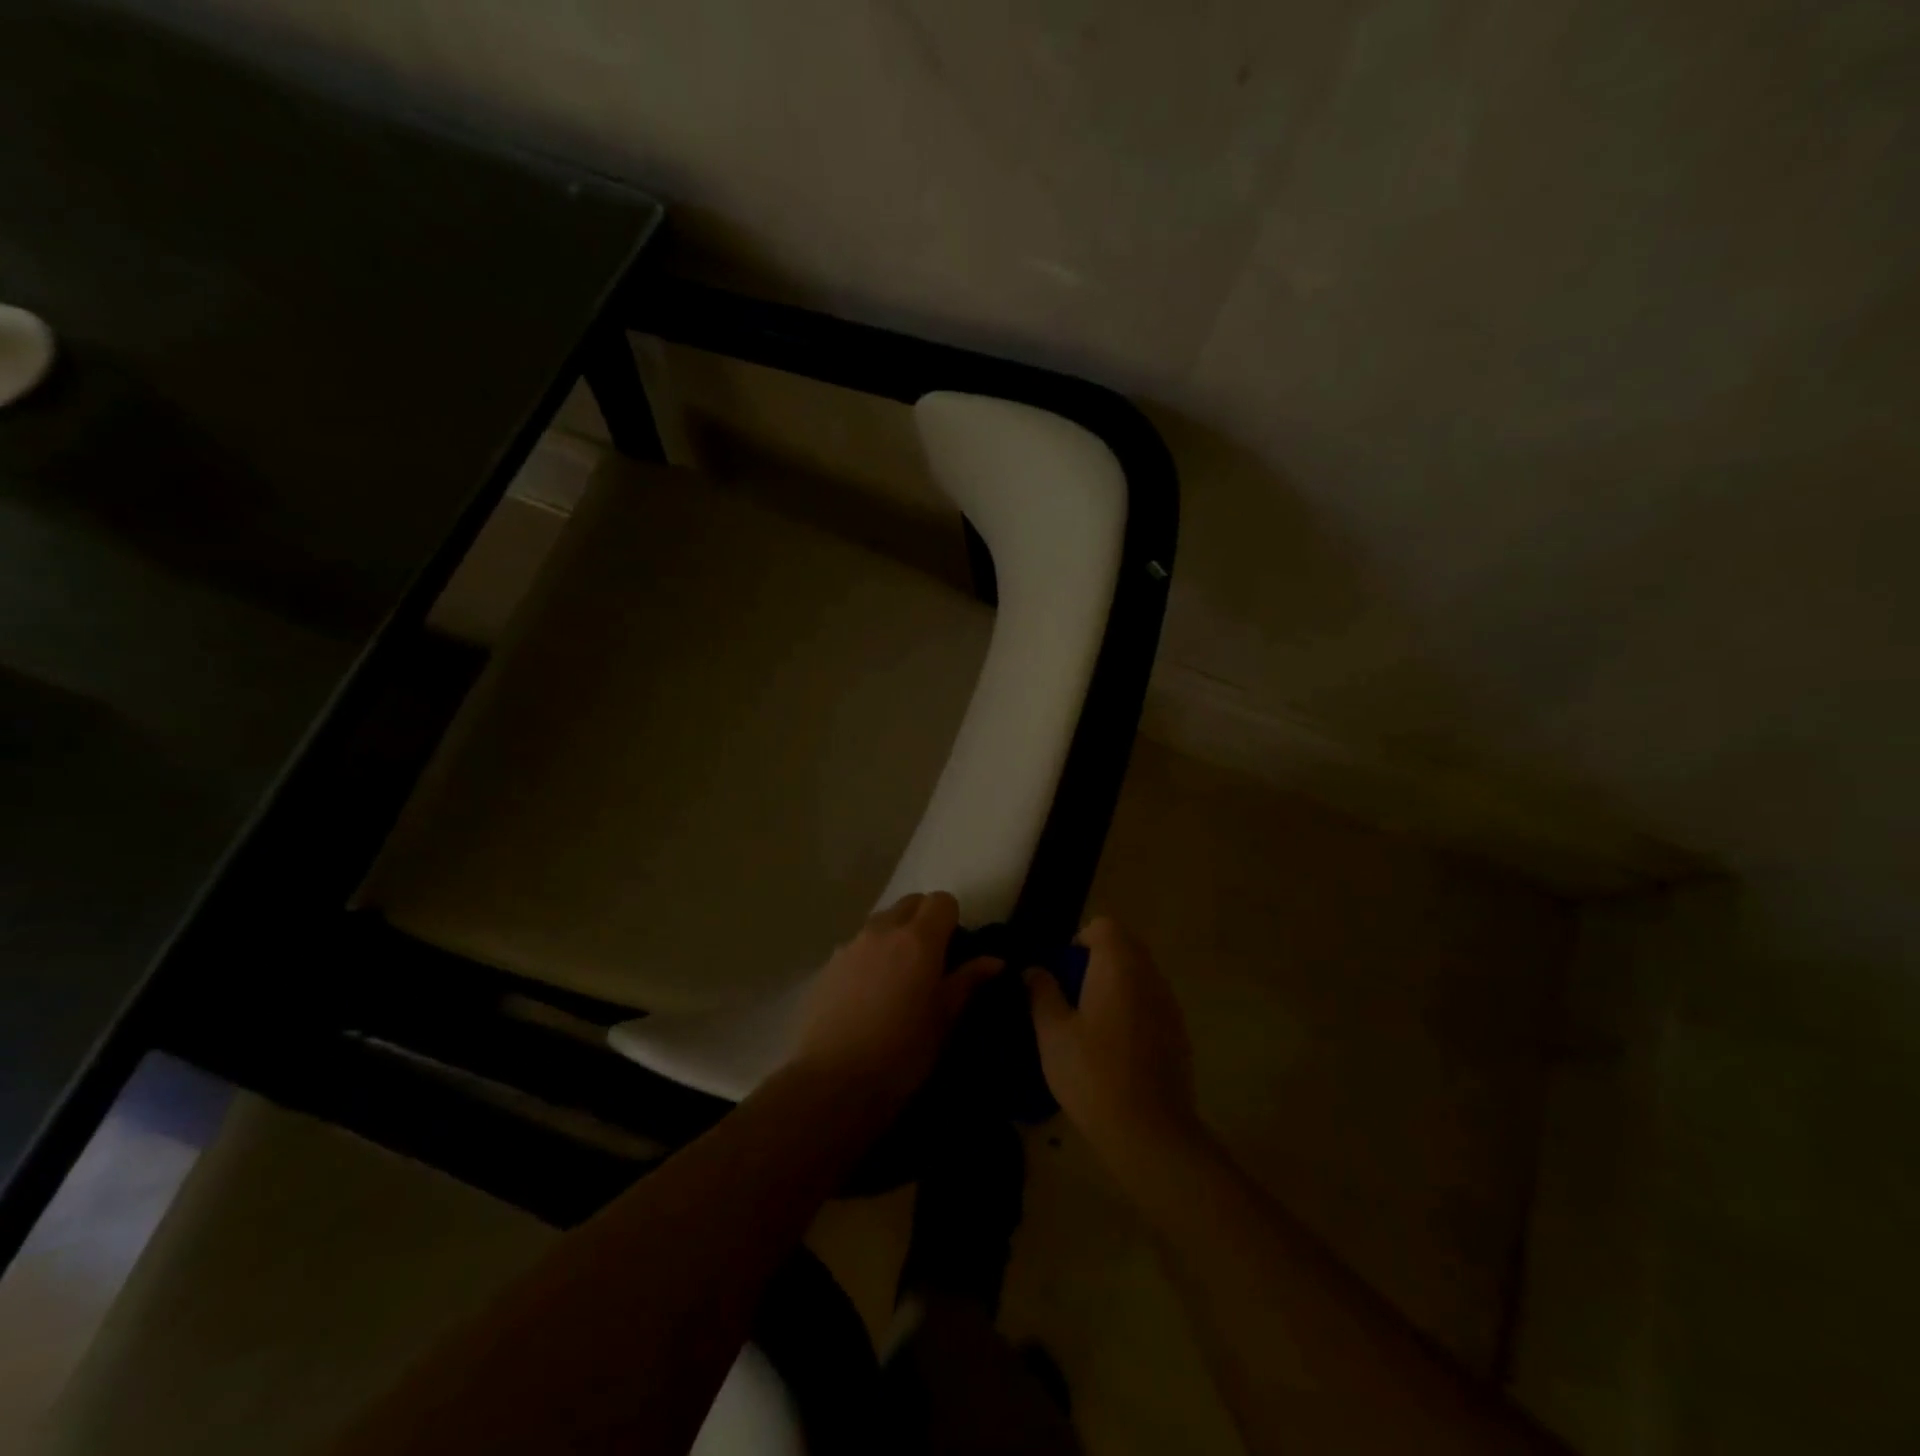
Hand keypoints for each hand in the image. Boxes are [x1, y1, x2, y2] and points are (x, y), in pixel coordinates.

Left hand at [791, 892, 1001, 1108]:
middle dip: (925, 919)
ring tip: (899, 977)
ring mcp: (851, 945)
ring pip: (881, 921)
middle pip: (910, 903)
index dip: (953, 919)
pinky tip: (869, 993)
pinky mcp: (828, 964)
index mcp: (919, 939)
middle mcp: (883, 930)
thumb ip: (968, 982)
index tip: (955, 949)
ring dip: (896, 934)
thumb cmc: (901, 1053)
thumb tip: (995, 960)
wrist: (833, 1083)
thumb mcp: (944, 1020)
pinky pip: (857, 944)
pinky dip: (870, 954)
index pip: (942, 900)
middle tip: (931, 958)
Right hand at [1026, 918, 1200, 1164]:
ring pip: (1140, 974)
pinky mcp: (1179, 1031)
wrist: (1149, 1131)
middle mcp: (1149, 974)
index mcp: (1118, 965)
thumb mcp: (1052, 1032)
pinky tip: (1116, 1045)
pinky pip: (1151, 1001)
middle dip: (1097, 960)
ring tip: (1091, 1021)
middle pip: (1125, 946)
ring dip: (1116, 984)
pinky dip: (1133, 1007)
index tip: (1063, 971)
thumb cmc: (1092, 1073)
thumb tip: (1034, 970)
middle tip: (1072, 994)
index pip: (1104, 926)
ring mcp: (1168, 1003)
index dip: (1081, 940)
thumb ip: (1042, 992)